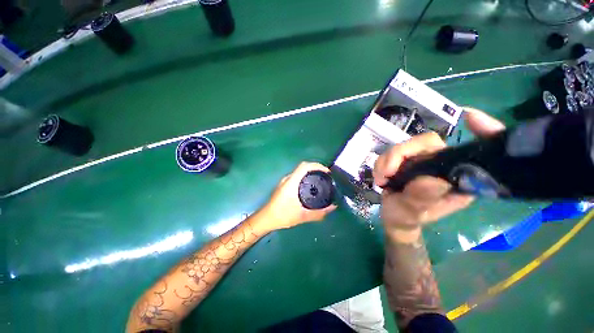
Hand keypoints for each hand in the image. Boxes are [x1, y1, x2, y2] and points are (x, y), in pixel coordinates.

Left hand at [260, 162, 336, 230]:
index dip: (317, 165)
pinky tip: (310, 186)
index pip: (304, 166)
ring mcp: (285, 181)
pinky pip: (297, 176)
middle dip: (316, 168)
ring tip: (320, 180)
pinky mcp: (284, 185)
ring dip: (310, 172)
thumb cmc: (282, 216)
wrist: (266, 218)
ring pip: (299, 171)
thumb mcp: (302, 216)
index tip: (327, 172)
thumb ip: (319, 213)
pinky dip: (305, 177)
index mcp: (291, 182)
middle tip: (326, 176)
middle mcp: (288, 179)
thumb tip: (333, 207)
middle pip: (303, 167)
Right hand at [374, 107, 504, 238]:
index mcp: (457, 179)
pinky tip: (380, 176)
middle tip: (385, 174)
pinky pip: (392, 152)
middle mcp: (443, 165)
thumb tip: (430, 179)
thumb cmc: (407, 217)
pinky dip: (382, 163)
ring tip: (380, 179)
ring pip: (404, 146)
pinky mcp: (407, 160)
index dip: (482, 132)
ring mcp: (423, 161)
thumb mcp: (413, 212)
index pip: (473, 151)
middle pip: (425, 143)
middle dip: (399, 155)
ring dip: (386, 161)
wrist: (394, 216)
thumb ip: (421, 198)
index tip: (470, 117)